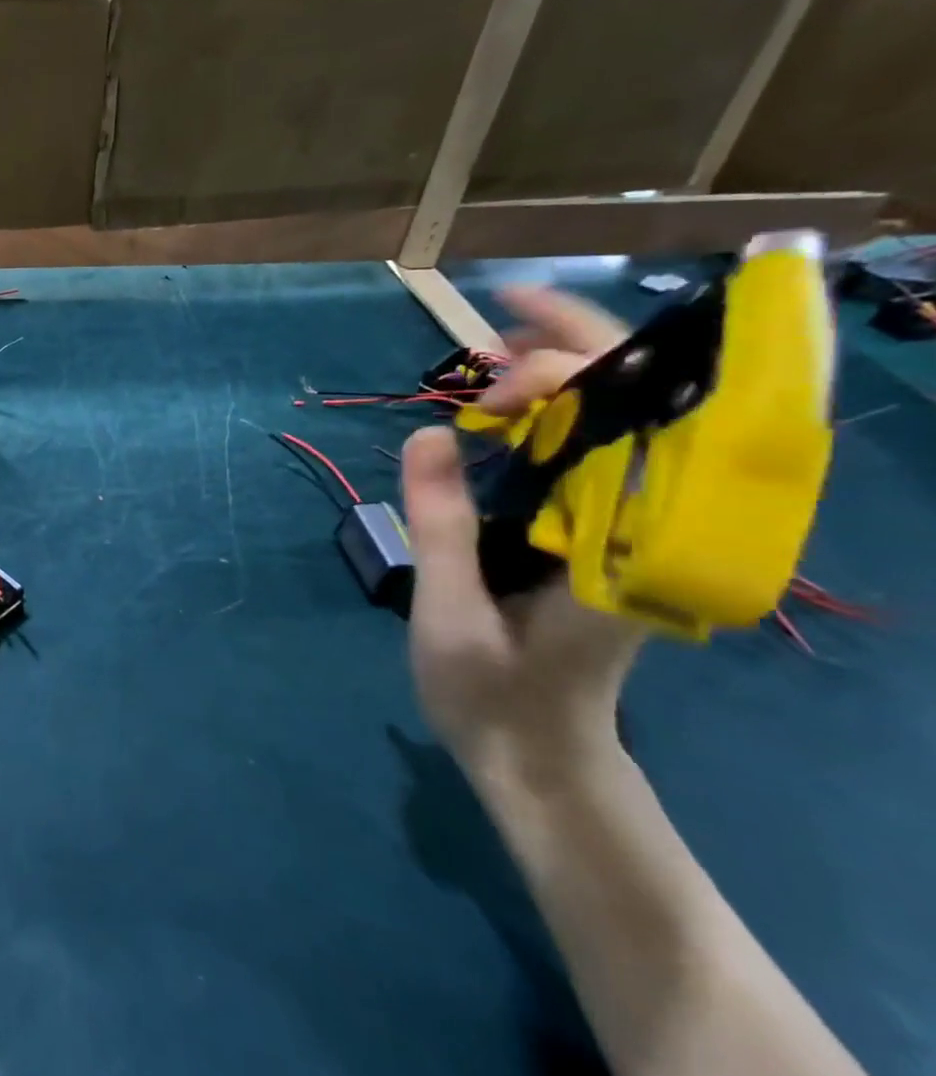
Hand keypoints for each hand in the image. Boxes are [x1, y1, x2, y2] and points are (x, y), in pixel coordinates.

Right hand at [400, 286, 643, 780]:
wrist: (535, 756)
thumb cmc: (494, 695)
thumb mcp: (451, 613)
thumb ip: (443, 524)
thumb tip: (429, 435)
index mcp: (628, 548)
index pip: (630, 426)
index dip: (567, 380)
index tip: (488, 386)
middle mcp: (647, 526)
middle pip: (640, 408)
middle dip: (576, 351)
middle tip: (501, 319)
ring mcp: (626, 527)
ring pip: (618, 423)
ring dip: (567, 371)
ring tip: (499, 346)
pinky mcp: (596, 534)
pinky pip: (589, 452)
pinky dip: (553, 412)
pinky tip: (506, 402)